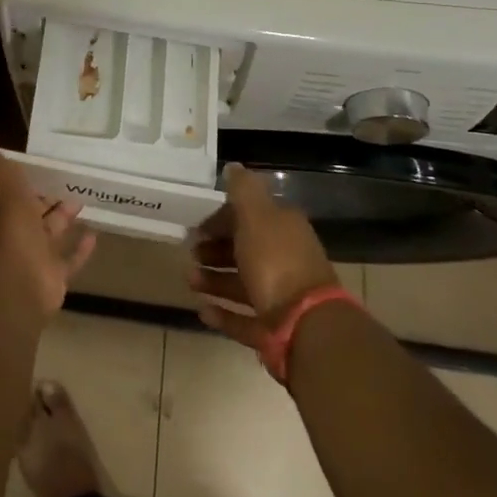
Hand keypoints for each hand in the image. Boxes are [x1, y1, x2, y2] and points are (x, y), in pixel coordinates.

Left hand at [0, 123, 96, 314]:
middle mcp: (5, 228)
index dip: (0, 173)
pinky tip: (95, 233)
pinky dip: (79, 248)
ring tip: (83, 196)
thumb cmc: (2, 216)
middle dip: (39, 193)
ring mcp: (28, 253)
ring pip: (46, 231)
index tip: (20, 158)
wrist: (15, 275)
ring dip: (62, 216)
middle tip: (62, 174)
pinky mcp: (50, 274)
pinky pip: (67, 259)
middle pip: (23, 207)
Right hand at [188, 164, 340, 349]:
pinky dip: (223, 314)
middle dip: (215, 250)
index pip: (250, 217)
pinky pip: (244, 319)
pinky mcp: (274, 329)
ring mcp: (282, 297)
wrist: (306, 326)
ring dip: (214, 281)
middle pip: (245, 251)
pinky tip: (202, 310)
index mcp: (284, 230)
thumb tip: (233, 166)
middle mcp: (286, 260)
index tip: (197, 225)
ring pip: (242, 284)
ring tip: (190, 280)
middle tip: (190, 253)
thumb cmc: (276, 262)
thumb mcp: (256, 215)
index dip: (223, 218)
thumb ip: (243, 190)